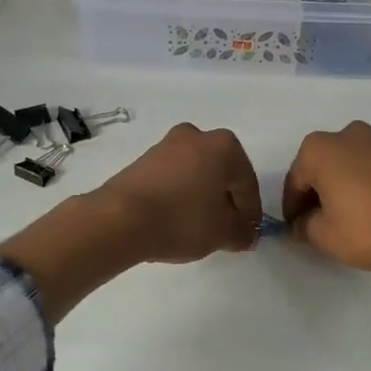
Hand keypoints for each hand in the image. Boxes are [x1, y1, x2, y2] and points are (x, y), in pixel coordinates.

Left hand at [89, 122, 261, 263]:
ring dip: (202, 197)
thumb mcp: (222, 233)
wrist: (119, 218)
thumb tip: (247, 234)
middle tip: (226, 229)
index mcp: (224, 145)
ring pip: (195, 174)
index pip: (247, 183)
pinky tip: (176, 219)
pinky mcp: (142, 160)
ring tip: (200, 228)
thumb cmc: (182, 219)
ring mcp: (165, 145)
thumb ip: (243, 232)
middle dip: (226, 200)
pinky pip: (173, 178)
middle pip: (221, 173)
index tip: (247, 234)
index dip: (251, 212)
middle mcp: (196, 136)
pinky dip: (180, 195)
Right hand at [282, 121, 370, 270]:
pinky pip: (368, 167)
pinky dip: (361, 183)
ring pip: (345, 165)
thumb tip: (301, 224)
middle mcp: (345, 135)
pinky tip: (364, 207)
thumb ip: (303, 226)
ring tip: (343, 214)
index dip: (292, 208)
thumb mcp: (323, 235)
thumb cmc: (364, 226)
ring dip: (339, 185)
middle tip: (317, 221)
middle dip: (316, 193)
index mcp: (317, 149)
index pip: (294, 182)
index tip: (295, 228)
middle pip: (320, 167)